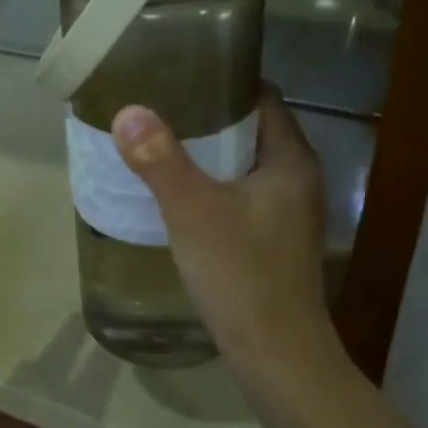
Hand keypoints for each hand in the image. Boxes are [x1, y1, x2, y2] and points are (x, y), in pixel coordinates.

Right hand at [111, 89, 334, 377]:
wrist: (275, 354)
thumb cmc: (241, 273)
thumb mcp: (193, 210)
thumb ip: (160, 159)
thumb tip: (128, 110)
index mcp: (291, 160)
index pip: (264, 99)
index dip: (226, 82)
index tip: (183, 74)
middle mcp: (298, 180)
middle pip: (253, 131)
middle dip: (210, 118)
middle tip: (162, 107)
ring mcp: (289, 214)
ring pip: (246, 166)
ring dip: (211, 154)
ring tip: (163, 144)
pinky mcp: (275, 241)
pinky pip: (243, 196)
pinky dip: (215, 186)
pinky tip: (182, 194)